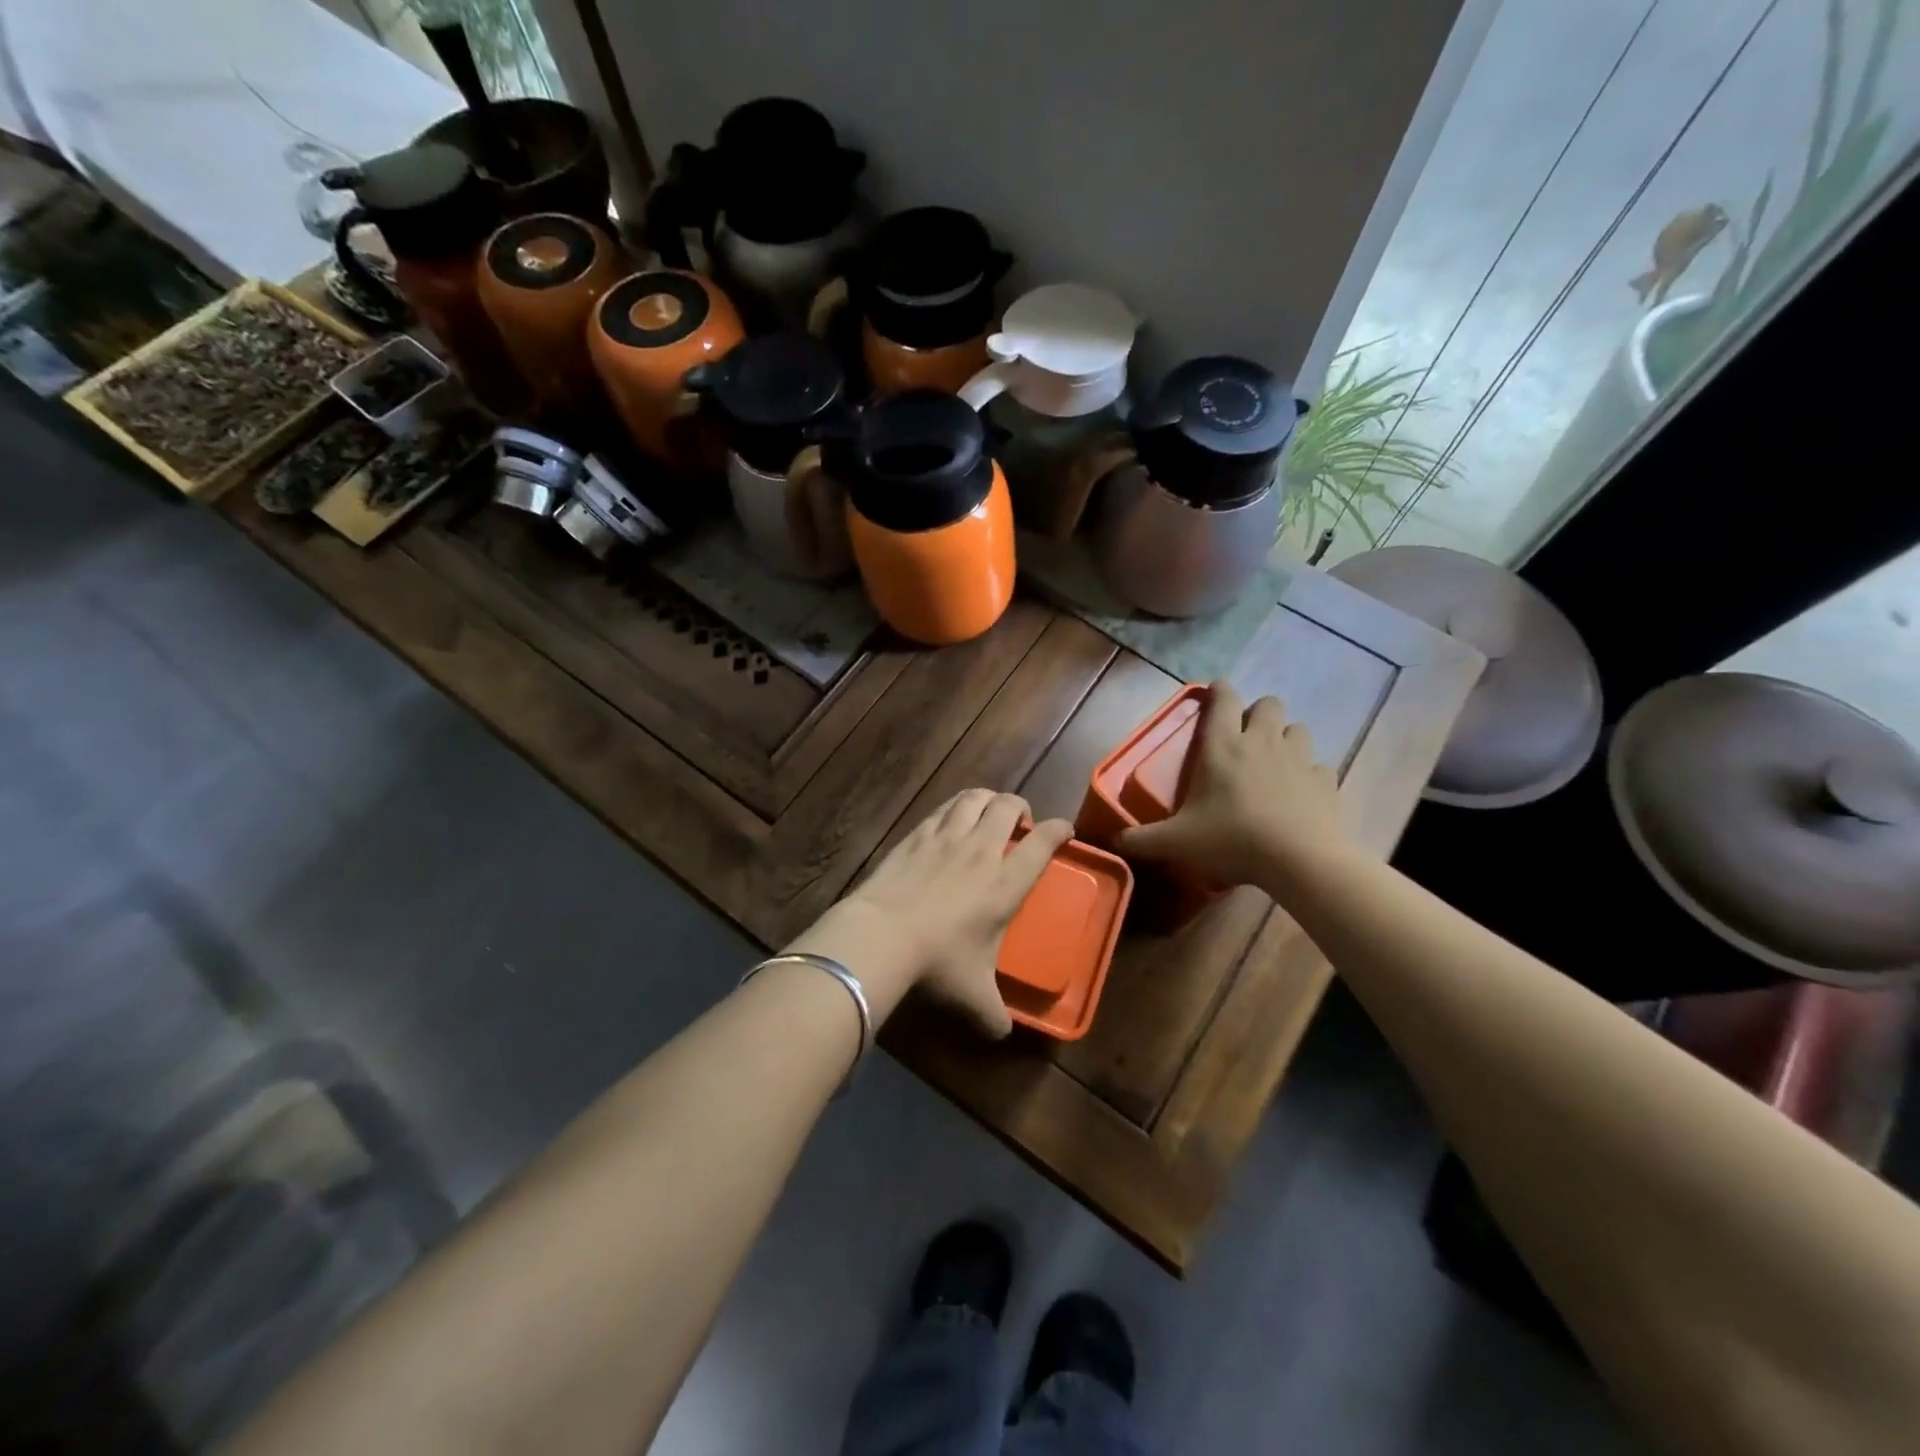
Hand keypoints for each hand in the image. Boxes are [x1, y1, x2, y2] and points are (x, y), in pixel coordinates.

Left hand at [784, 790, 1073, 1036]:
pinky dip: (955, 807)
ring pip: (974, 798)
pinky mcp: (916, 834)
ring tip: (988, 811)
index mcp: (1006, 883)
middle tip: (1020, 822)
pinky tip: (950, 819)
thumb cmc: (938, 962)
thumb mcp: (973, 995)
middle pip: (1008, 806)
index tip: (1065, 829)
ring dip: (988, 799)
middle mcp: (981, 850)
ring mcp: (946, 837)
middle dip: (1020, 807)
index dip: (1059, 830)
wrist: (882, 935)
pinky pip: (943, 809)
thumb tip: (1003, 1035)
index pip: (1042, 842)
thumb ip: (994, 1014)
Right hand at [1117, 682, 1350, 890]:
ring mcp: (1299, 758)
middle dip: (1258, 713)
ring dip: (1286, 739)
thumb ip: (1142, 840)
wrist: (1300, 859)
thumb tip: (1113, 842)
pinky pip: (1319, 767)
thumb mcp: (1177, 842)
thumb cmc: (1232, 839)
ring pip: (1297, 729)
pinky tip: (1300, 794)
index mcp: (1223, 746)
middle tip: (1245, 739)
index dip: (1219, 691)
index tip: (1215, 694)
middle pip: (1268, 704)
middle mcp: (1262, 742)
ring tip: (1274, 762)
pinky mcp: (1325, 780)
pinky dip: (1309, 775)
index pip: (1223, 699)